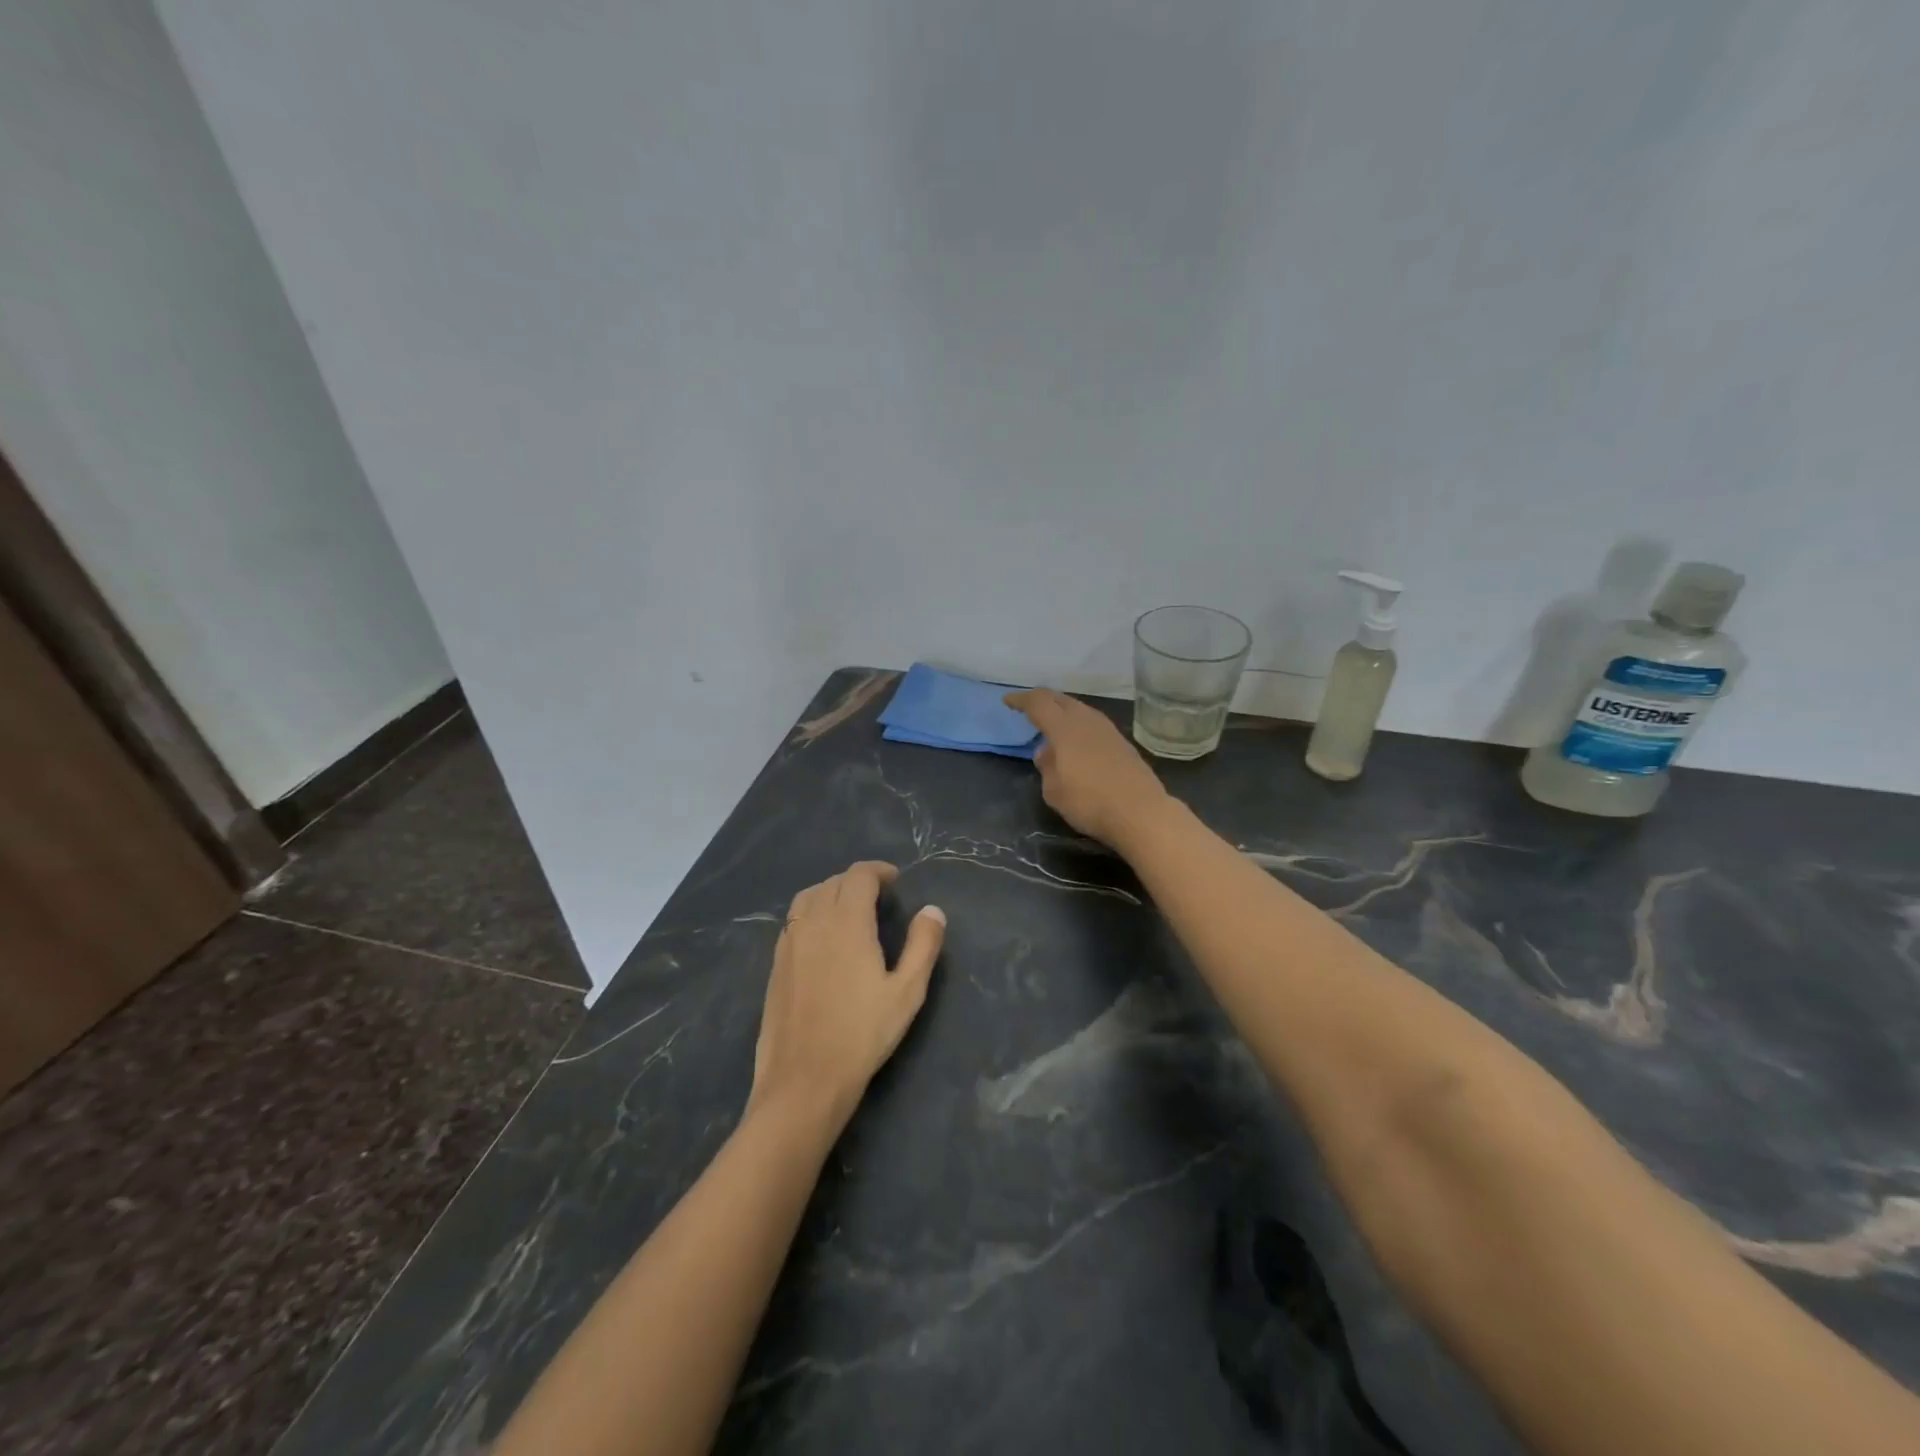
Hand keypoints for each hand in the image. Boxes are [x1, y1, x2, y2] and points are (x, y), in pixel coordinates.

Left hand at [750, 862, 945, 1125]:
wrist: (804, 1079)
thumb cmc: (862, 1035)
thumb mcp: (907, 992)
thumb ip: (922, 945)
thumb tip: (932, 910)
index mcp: (846, 922)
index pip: (859, 876)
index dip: (878, 871)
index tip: (895, 881)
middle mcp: (813, 922)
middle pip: (833, 882)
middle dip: (858, 881)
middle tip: (879, 897)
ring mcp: (789, 942)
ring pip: (808, 897)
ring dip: (831, 892)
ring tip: (850, 910)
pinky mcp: (776, 963)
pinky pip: (794, 920)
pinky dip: (811, 912)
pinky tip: (823, 937)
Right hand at [1005, 689, 1170, 850]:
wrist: (1140, 812)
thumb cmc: (1089, 802)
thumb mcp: (1053, 790)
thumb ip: (1046, 766)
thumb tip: (1047, 751)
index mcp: (1064, 727)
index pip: (1038, 703)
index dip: (1021, 700)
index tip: (1008, 701)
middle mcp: (1087, 720)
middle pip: (1061, 700)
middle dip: (1042, 700)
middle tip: (1028, 707)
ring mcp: (1108, 730)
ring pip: (1079, 710)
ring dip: (1063, 712)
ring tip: (1052, 723)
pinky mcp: (1122, 743)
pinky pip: (1092, 724)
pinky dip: (1078, 725)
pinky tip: (1076, 740)